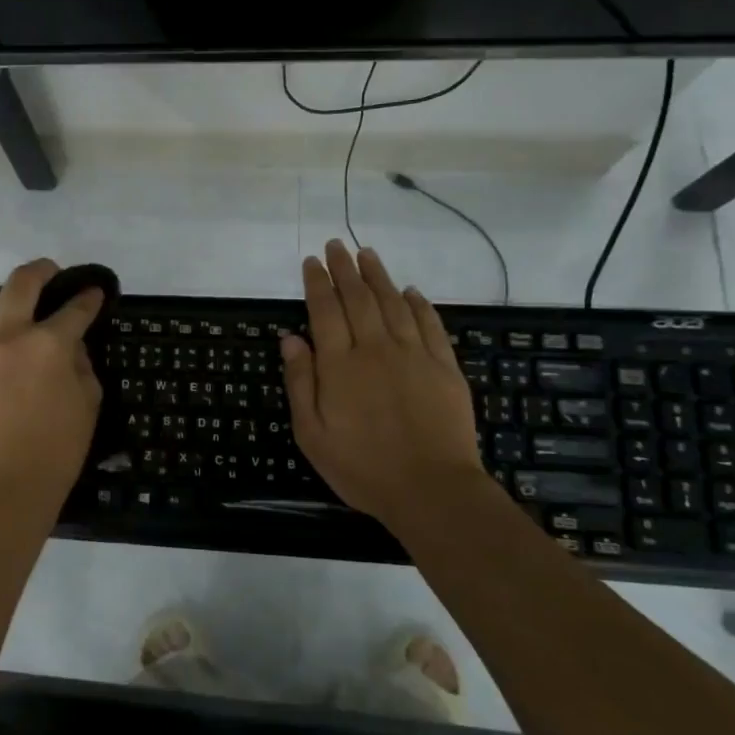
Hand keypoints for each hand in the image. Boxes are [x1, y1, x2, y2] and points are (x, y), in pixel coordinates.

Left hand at [0, 259, 104, 511]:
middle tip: (55, 275)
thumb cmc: (58, 449)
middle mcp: (10, 335)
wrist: (6, 484)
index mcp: (49, 344)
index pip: (75, 308)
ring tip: (11, 315)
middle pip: (22, 281)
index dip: (89, 298)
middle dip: (43, 270)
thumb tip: (69, 344)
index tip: (95, 293)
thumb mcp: (88, 402)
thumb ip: (81, 363)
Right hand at [281, 241, 484, 519]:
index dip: (317, 283)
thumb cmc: (362, 467)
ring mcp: (413, 355)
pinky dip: (419, 304)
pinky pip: (429, 325)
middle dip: (345, 269)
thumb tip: (290, 339)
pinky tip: (411, 291)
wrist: (431, 489)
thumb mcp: (312, 434)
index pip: (325, 310)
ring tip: (367, 254)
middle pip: (358, 298)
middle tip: (337, 245)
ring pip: (393, 303)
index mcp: (340, 365)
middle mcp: (375, 349)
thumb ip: (301, 382)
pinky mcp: (444, 367)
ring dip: (379, 276)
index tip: (312, 261)